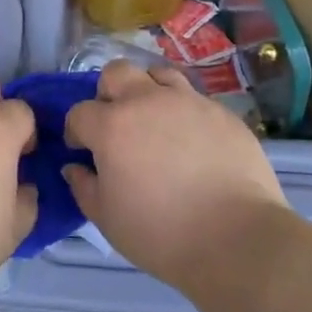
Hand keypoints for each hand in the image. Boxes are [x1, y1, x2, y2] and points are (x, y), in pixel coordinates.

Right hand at [63, 60, 288, 290]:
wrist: (237, 238)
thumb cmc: (161, 233)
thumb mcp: (108, 219)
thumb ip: (84, 187)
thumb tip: (75, 167)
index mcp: (112, 126)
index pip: (80, 112)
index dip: (76, 130)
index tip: (82, 150)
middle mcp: (147, 101)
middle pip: (116, 72)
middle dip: (108, 93)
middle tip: (116, 123)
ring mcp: (188, 101)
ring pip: (158, 74)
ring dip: (148, 92)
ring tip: (155, 122)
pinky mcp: (221, 112)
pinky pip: (194, 99)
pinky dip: (183, 112)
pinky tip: (192, 141)